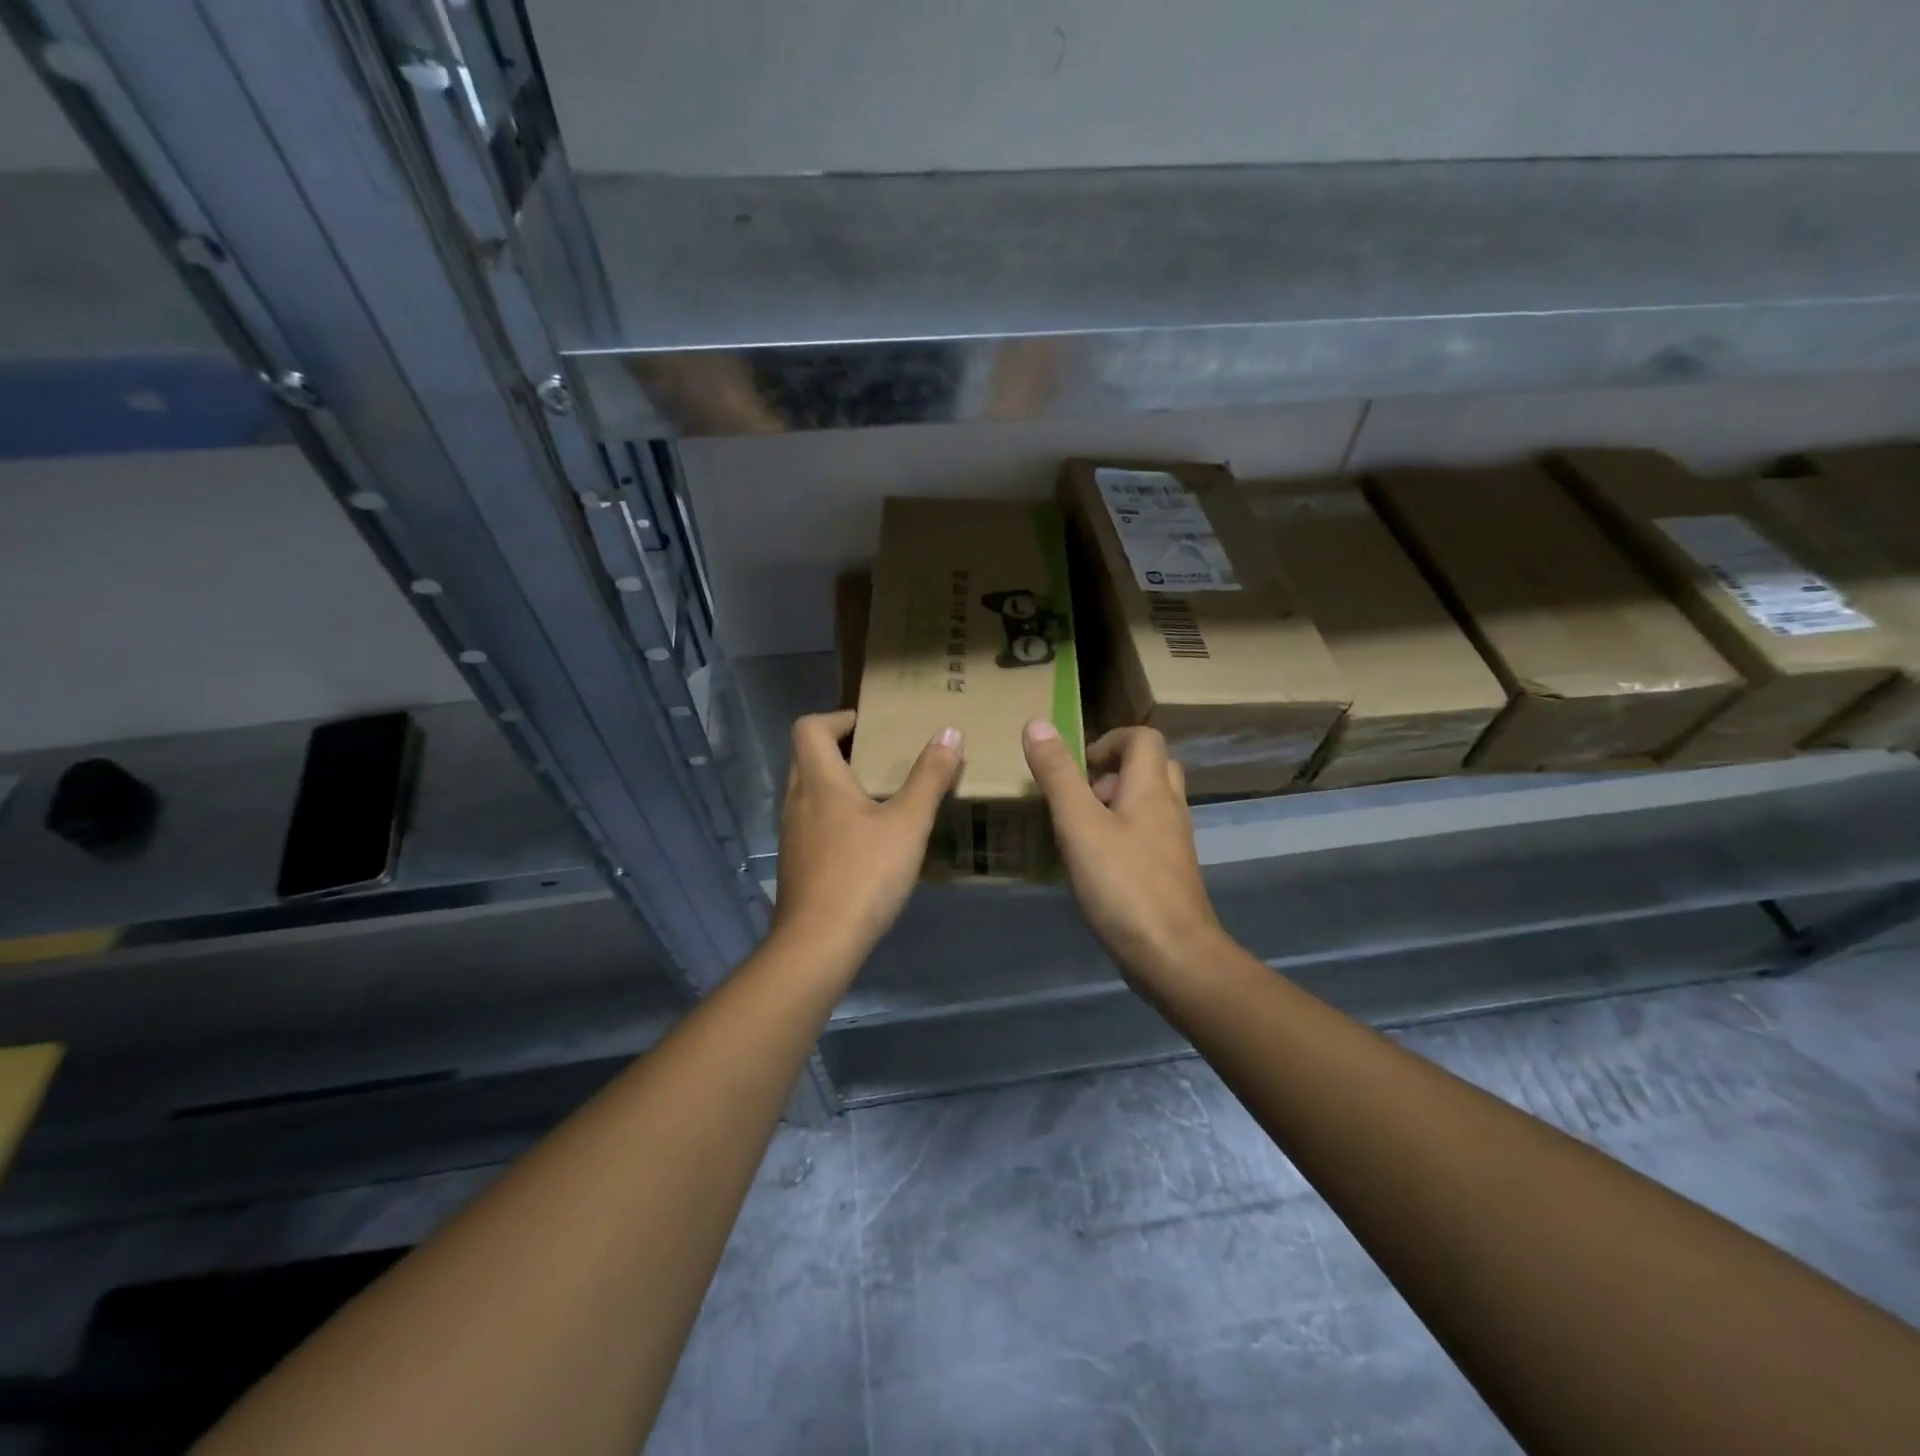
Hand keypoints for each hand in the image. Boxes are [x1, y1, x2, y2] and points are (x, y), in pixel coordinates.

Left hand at [773, 711, 961, 959]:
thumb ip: (930, 777)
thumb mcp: (909, 823)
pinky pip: (811, 822)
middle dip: (840, 749)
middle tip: (880, 757)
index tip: (870, 727)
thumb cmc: (864, 874)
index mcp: (820, 781)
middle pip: (807, 756)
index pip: (810, 727)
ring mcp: (792, 835)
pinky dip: (834, 816)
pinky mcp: (796, 863)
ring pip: (808, 792)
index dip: (837, 718)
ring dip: (837, 784)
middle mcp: (797, 801)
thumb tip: (949, 732)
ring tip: (879, 796)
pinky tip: (865, 840)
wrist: (818, 943)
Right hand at [1023, 721, 1224, 976]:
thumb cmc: (1123, 884)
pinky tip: (1095, 864)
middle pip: (1151, 767)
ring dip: (1116, 804)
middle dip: (1112, 772)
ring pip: (1150, 803)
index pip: (1144, 738)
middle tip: (1079, 796)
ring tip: (1079, 830)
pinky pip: (1148, 835)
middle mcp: (1170, 808)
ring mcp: (1174, 843)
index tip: (1077, 767)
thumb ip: (1058, 775)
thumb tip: (1036, 723)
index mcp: (1151, 788)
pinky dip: (1123, 835)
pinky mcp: (1170, 873)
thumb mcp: (1079, 825)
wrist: (1173, 956)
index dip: (1109, 740)